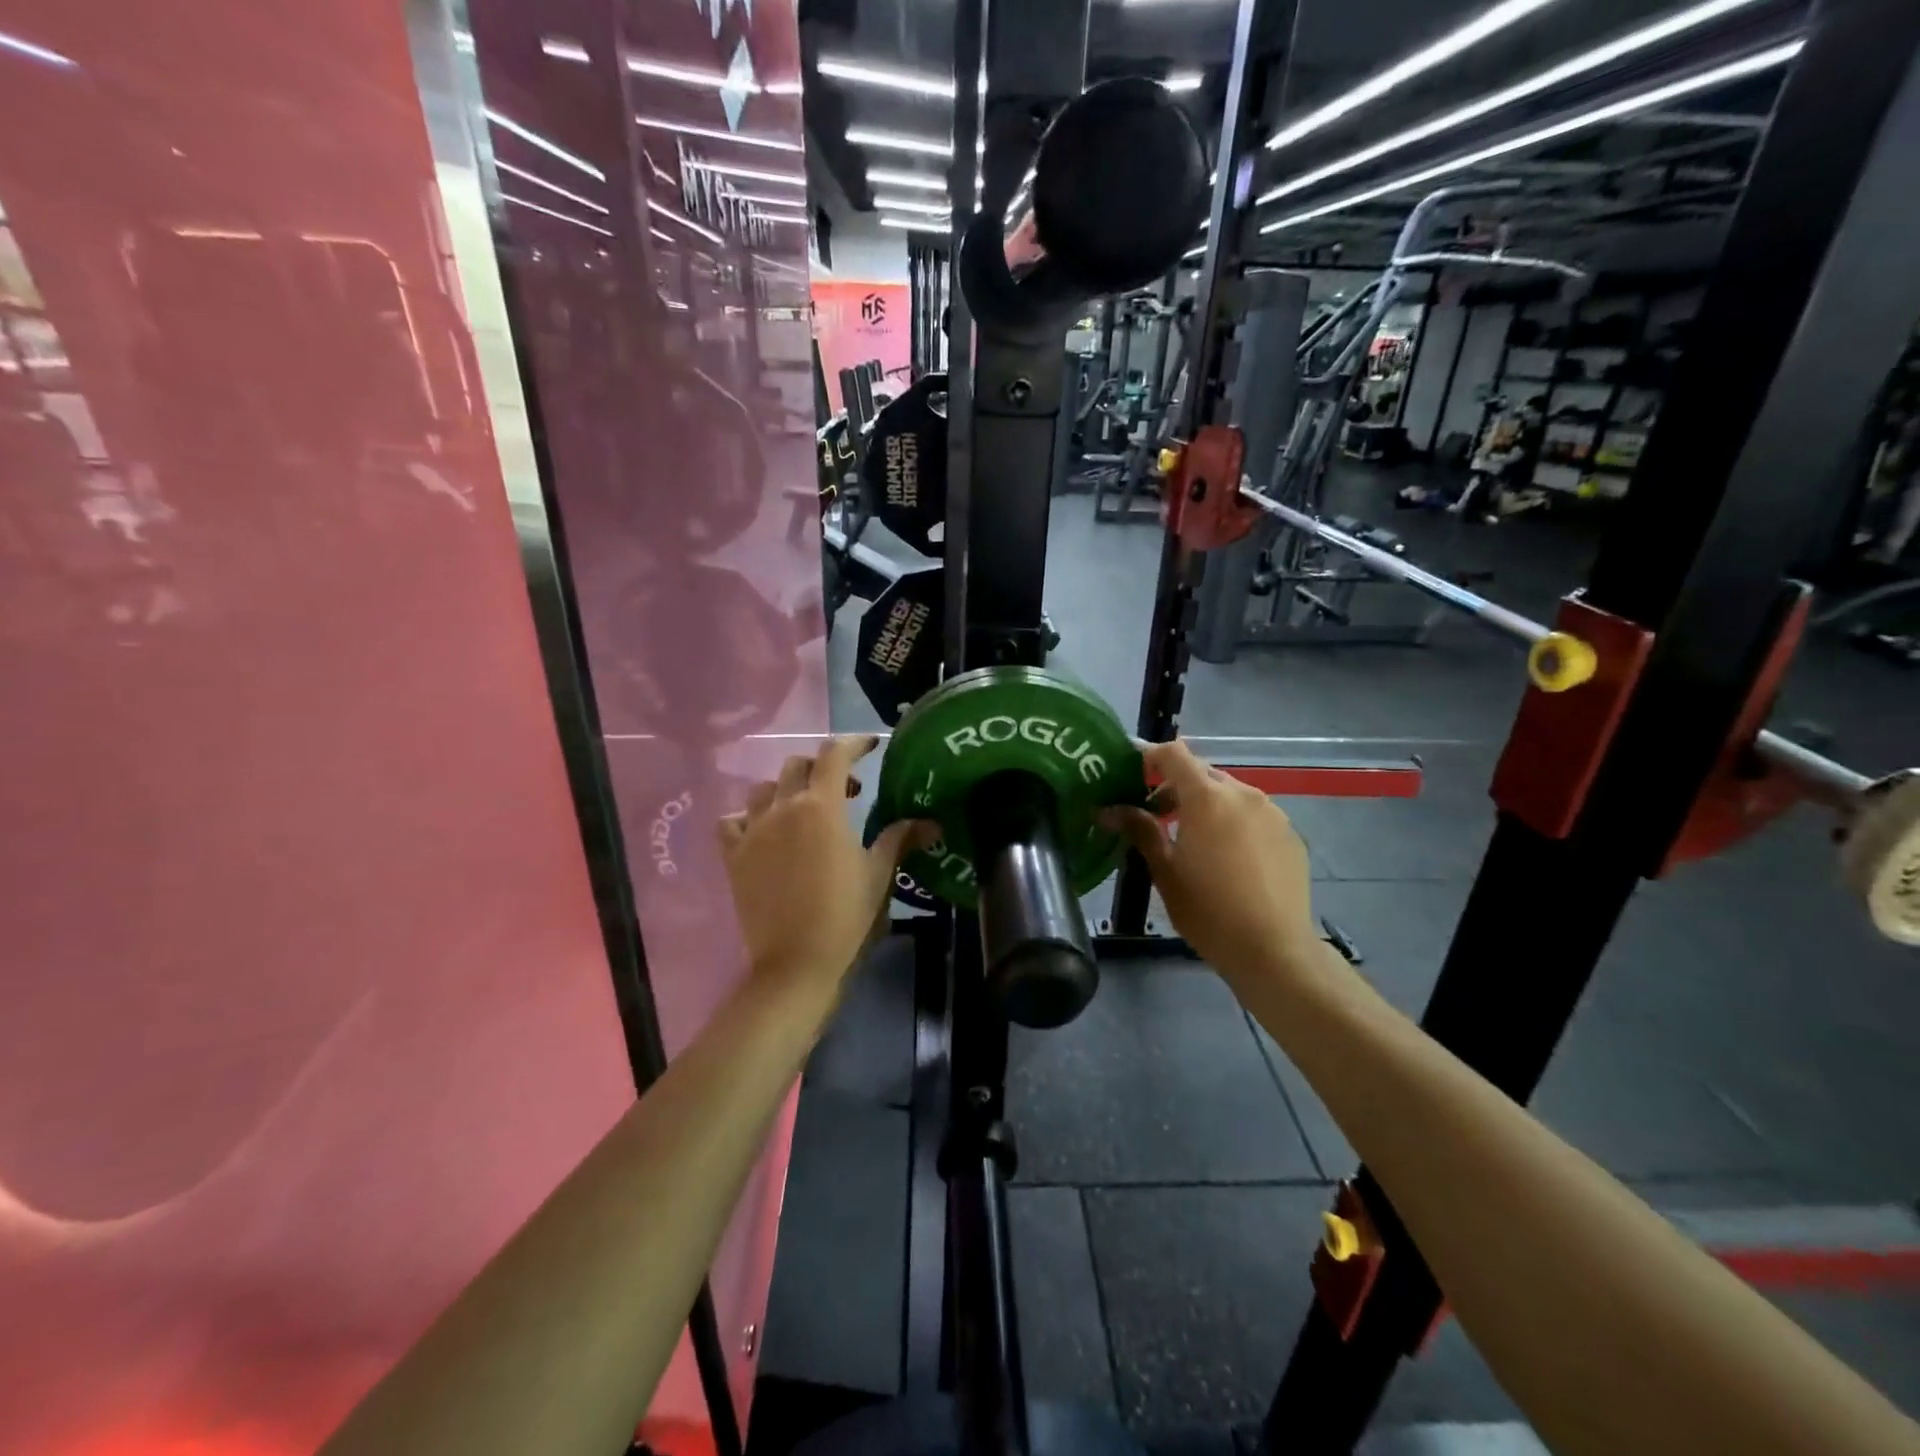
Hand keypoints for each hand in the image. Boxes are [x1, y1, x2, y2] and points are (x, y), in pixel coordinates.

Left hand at [719, 735, 930, 996]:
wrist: (796, 962)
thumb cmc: (845, 915)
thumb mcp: (878, 874)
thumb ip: (899, 838)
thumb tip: (930, 821)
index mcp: (822, 807)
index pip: (835, 755)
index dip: (854, 743)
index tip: (871, 745)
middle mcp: (784, 808)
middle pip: (798, 765)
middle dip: (824, 767)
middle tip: (848, 790)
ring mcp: (754, 831)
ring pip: (765, 788)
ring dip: (788, 788)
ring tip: (804, 808)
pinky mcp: (733, 856)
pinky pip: (732, 821)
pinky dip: (748, 817)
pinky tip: (763, 830)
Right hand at [1102, 740, 1321, 991]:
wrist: (1274, 949)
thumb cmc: (1208, 910)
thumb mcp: (1165, 871)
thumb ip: (1140, 830)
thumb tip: (1110, 809)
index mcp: (1207, 797)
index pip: (1174, 754)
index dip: (1150, 756)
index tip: (1132, 775)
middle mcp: (1243, 793)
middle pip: (1202, 773)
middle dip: (1176, 787)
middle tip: (1157, 817)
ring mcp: (1272, 812)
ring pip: (1230, 794)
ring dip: (1206, 805)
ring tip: (1194, 841)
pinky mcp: (1290, 834)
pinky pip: (1254, 815)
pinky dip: (1234, 823)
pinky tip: (1229, 860)